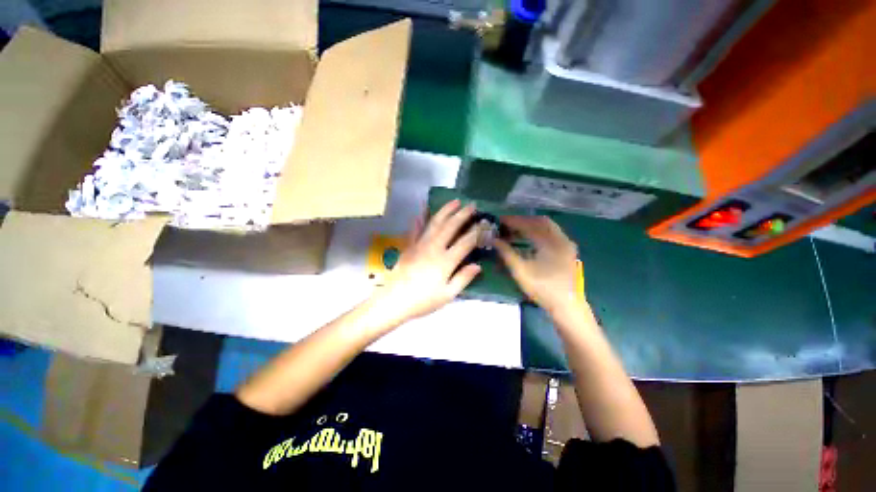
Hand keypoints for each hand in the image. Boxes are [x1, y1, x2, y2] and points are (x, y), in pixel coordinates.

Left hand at [372, 200, 482, 325]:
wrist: (394, 301)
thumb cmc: (423, 301)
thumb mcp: (447, 295)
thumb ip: (463, 278)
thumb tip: (478, 265)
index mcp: (445, 261)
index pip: (465, 242)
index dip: (477, 232)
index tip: (485, 223)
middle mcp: (434, 247)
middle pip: (450, 226)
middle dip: (462, 214)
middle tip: (471, 205)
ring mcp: (420, 244)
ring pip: (434, 223)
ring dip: (445, 211)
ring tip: (454, 201)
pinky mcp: (409, 246)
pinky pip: (415, 229)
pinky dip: (420, 220)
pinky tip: (422, 211)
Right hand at [495, 216, 581, 313]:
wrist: (567, 306)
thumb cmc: (543, 288)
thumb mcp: (520, 270)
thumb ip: (506, 252)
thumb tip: (493, 240)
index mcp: (551, 242)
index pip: (530, 224)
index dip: (513, 221)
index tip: (499, 220)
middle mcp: (561, 239)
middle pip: (540, 221)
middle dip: (522, 221)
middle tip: (507, 224)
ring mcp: (566, 245)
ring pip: (547, 228)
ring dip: (530, 226)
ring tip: (513, 231)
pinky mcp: (566, 251)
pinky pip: (551, 235)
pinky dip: (537, 233)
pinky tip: (527, 239)